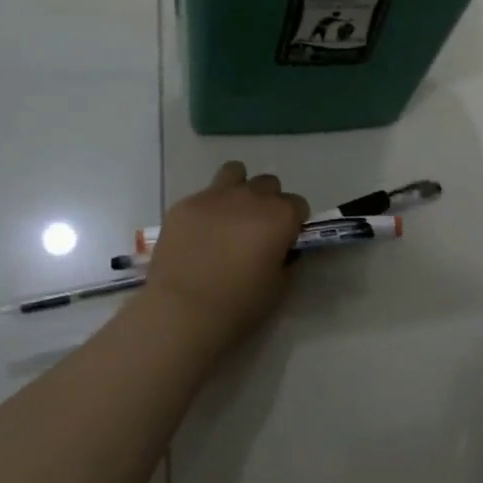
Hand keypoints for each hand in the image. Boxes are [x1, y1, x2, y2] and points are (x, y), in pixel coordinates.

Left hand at [141, 163, 308, 349]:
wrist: (184, 310)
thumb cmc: (240, 304)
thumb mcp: (279, 286)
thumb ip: (286, 259)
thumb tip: (282, 250)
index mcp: (280, 215)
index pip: (298, 204)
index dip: (294, 222)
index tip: (285, 240)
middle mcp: (250, 197)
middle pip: (268, 184)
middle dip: (268, 202)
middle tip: (257, 229)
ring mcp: (214, 196)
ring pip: (234, 172)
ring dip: (239, 188)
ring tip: (230, 215)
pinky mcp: (184, 204)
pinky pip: (202, 196)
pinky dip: (207, 209)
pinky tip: (198, 234)